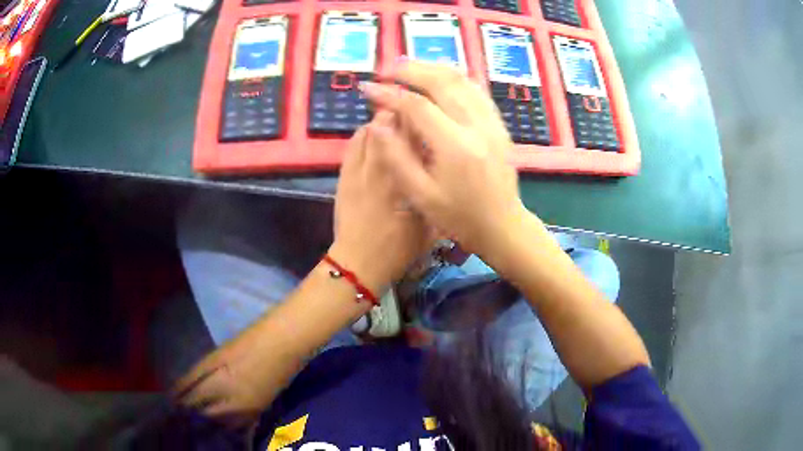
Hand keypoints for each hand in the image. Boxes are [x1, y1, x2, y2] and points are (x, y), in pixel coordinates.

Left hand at [330, 112, 430, 293]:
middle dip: (400, 114)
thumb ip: (437, 200)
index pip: (413, 143)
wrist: (358, 263)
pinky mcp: (344, 176)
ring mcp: (359, 172)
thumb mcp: (430, 230)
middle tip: (410, 111)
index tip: (428, 115)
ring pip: (369, 132)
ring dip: (381, 121)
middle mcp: (382, 172)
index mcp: (406, 185)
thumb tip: (444, 174)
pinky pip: (353, 145)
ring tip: (392, 119)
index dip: (420, 124)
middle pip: (389, 129)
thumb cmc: (398, 250)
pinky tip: (372, 133)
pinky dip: (363, 134)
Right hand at [359, 61, 532, 256]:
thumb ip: (397, 157)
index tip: (367, 88)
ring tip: (408, 68)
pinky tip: (439, 79)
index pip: (417, 105)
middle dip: (410, 70)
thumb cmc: (459, 217)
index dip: (388, 94)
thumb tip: (376, 124)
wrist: (502, 225)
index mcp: (455, 146)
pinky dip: (454, 78)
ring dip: (432, 68)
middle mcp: (477, 125)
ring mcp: (492, 122)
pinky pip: (476, 89)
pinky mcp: (498, 124)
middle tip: (386, 70)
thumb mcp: (421, 196)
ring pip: (462, 79)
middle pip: (442, 81)